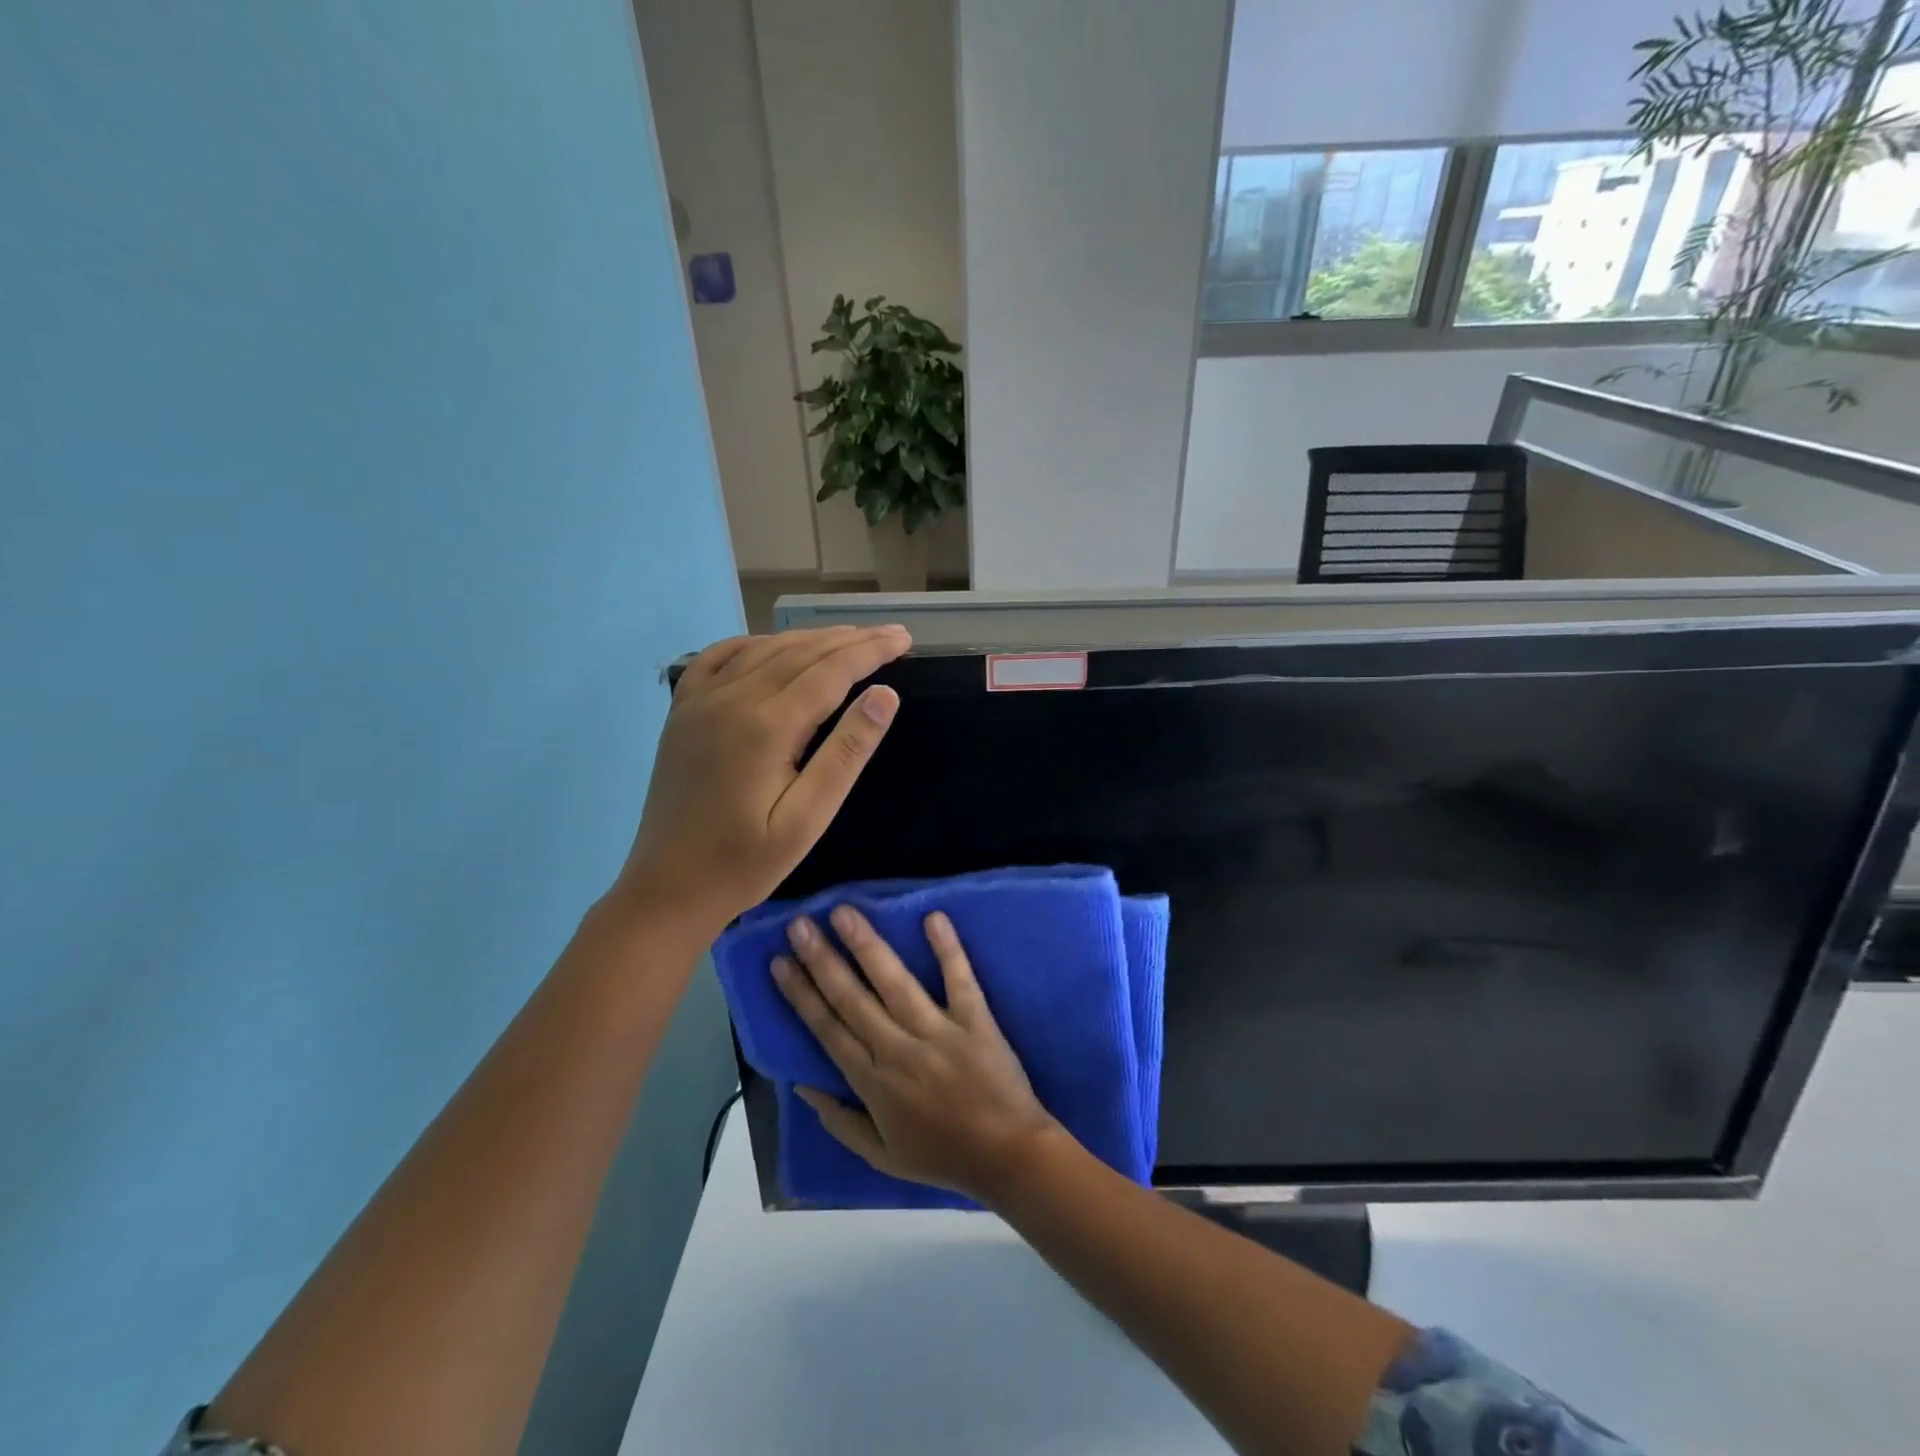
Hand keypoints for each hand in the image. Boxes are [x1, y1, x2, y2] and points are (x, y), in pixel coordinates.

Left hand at [617, 626, 909, 938]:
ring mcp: (700, 702)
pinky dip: (753, 644)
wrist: (667, 888)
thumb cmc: (746, 863)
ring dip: (810, 639)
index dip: (871, 651)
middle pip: (801, 652)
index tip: (904, 639)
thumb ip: (846, 753)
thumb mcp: (808, 818)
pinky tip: (772, 645)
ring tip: (849, 637)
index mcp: (767, 726)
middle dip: (850, 640)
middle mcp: (731, 699)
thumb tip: (885, 696)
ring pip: (764, 650)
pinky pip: (718, 659)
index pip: (831, 671)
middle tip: (891, 634)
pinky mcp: (682, 713)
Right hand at [772, 905, 1062, 1202]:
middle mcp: (898, 1051)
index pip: (827, 1029)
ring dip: (866, 945)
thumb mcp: (882, 1156)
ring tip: (843, 912)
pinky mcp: (975, 1020)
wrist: (1009, 1157)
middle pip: (851, 998)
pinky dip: (947, 948)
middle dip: (822, 959)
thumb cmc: (943, 1156)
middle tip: (799, 924)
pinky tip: (933, 916)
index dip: (801, 994)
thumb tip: (801, 1086)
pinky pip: (959, 979)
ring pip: (894, 982)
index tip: (780, 962)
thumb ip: (839, 1122)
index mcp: (873, 1083)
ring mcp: (937, 1032)